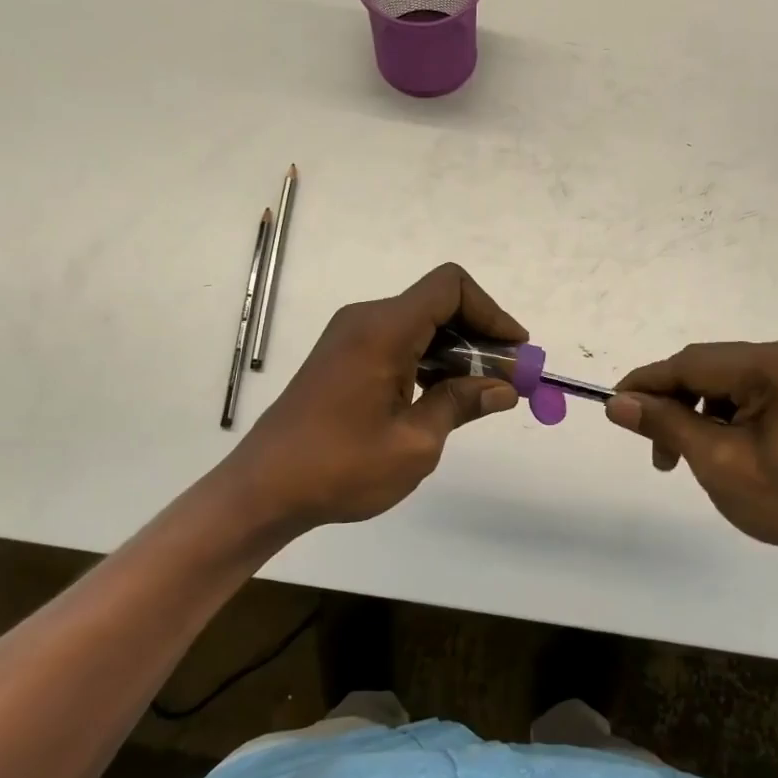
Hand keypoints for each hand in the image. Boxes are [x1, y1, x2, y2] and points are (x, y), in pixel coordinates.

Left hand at [224, 264, 524, 537]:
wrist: (263, 490)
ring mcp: (350, 338)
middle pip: (438, 305)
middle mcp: (366, 320)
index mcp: (383, 329)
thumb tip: (503, 389)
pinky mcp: (343, 358)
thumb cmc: (341, 467)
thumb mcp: (416, 442)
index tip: (515, 351)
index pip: (451, 287)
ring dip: (456, 352)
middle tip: (508, 380)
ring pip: (420, 325)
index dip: (492, 312)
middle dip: (480, 337)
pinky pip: (398, 343)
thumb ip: (462, 404)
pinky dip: (429, 361)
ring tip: (482, 395)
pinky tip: (443, 397)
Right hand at [605, 336, 777, 579]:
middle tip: (655, 449)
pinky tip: (718, 443)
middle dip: (676, 404)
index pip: (696, 363)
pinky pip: (751, 386)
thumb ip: (665, 423)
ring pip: (728, 378)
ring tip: (685, 455)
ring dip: (699, 411)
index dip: (649, 382)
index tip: (613, 403)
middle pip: (712, 368)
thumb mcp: (719, 463)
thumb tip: (618, 403)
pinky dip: (727, 411)